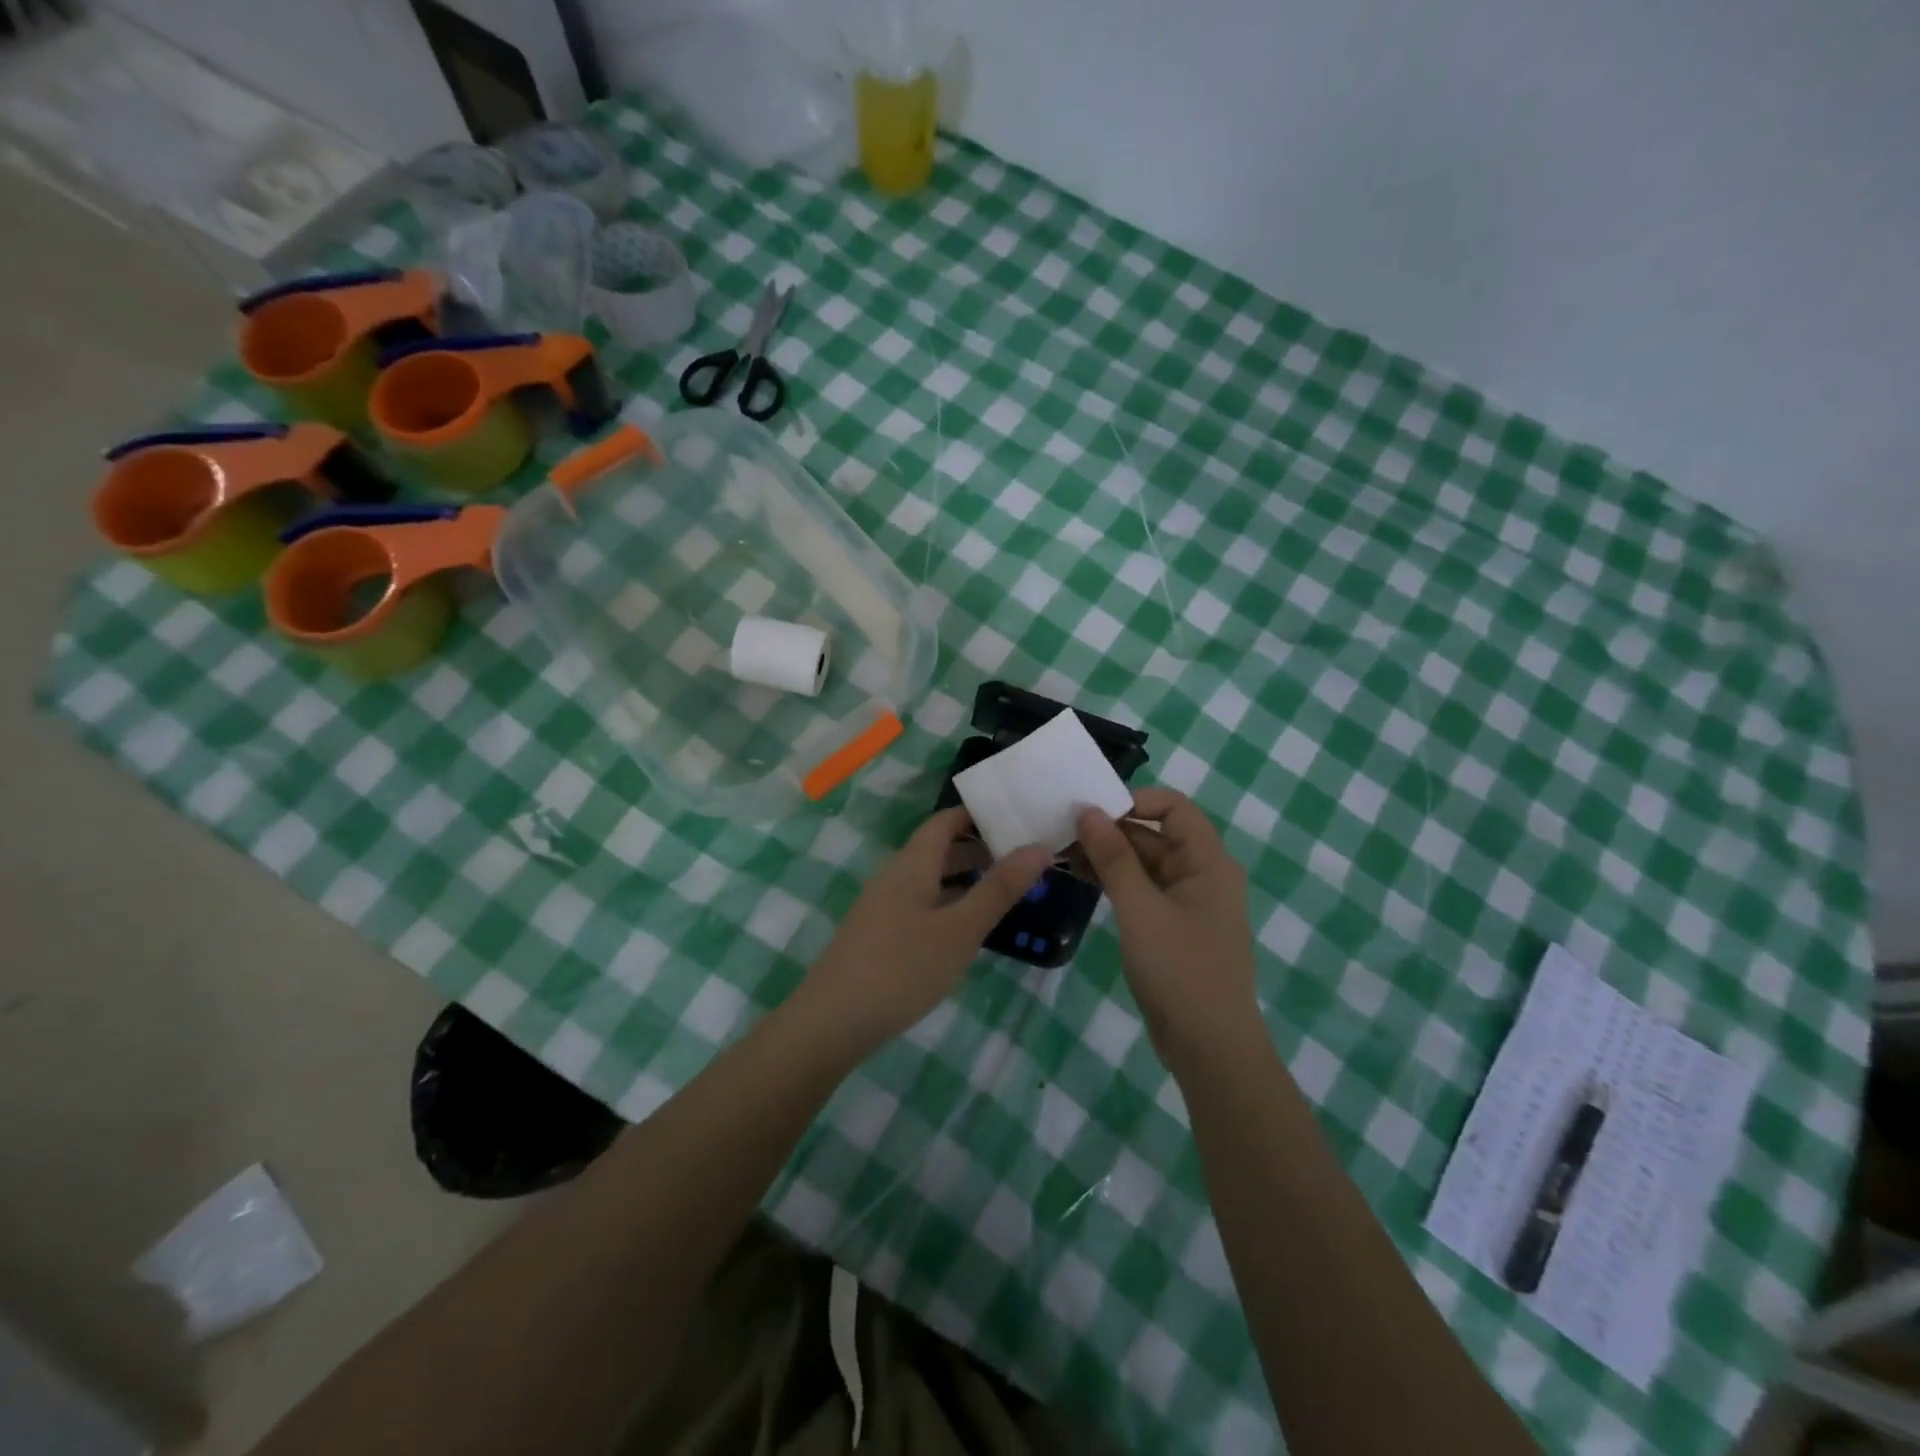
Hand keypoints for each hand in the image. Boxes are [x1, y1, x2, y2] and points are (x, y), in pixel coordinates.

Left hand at [800, 808, 1049, 1049]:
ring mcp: (881, 907)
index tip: (1013, 816)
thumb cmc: (902, 969)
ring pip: (927, 879)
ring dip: (962, 879)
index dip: (975, 814)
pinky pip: (918, 904)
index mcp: (911, 865)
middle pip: (936, 850)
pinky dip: (946, 903)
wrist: (831, 1022)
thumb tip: (1038, 847)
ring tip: (1002, 891)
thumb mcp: (960, 930)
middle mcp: (893, 877)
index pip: (943, 822)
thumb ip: (998, 889)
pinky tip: (964, 929)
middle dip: (976, 848)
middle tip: (1020, 857)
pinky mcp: (876, 935)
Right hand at [1076, 788, 1259, 1062]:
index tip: (1092, 810)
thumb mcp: (1140, 909)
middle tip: (1062, 830)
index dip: (1134, 800)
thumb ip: (1114, 857)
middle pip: (1155, 834)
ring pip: (1145, 863)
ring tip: (1062, 853)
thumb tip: (1088, 810)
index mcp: (1208, 862)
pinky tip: (1080, 879)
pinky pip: (1142, 889)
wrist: (1209, 1048)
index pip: (1174, 807)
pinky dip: (1115, 881)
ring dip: (1108, 856)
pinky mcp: (1172, 926)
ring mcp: (1187, 902)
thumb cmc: (1180, 970)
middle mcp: (1202, 874)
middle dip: (1111, 830)